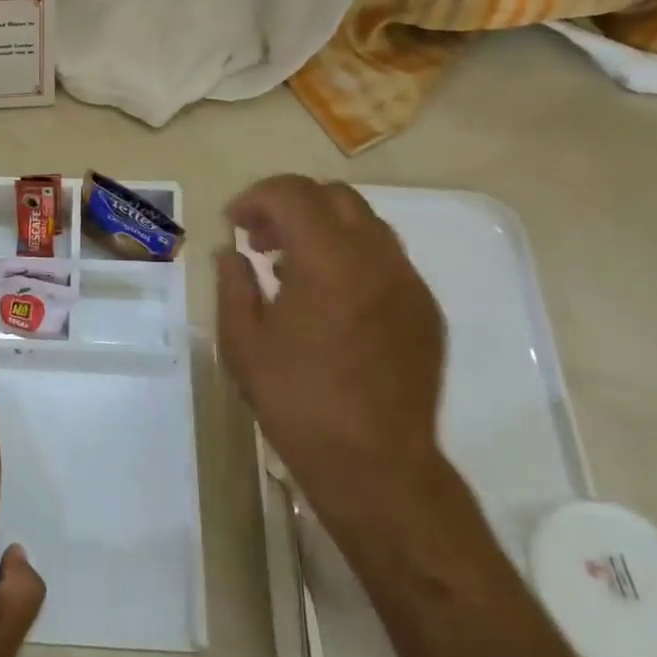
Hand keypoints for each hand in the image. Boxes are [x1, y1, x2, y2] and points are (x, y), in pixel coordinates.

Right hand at [217, 176, 448, 536]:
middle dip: (290, 206)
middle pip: (334, 197)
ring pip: (365, 225)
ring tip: (289, 267)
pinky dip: (350, 258)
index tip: (233, 223)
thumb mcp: (242, 340)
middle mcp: (376, 257)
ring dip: (322, 230)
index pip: (292, 193)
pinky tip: (328, 299)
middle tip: (259, 240)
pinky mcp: (424, 310)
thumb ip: (233, 283)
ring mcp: (408, 283)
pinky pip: (385, 260)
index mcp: (328, 259)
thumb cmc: (296, 399)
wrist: (374, 462)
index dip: (256, 197)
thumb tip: (231, 254)